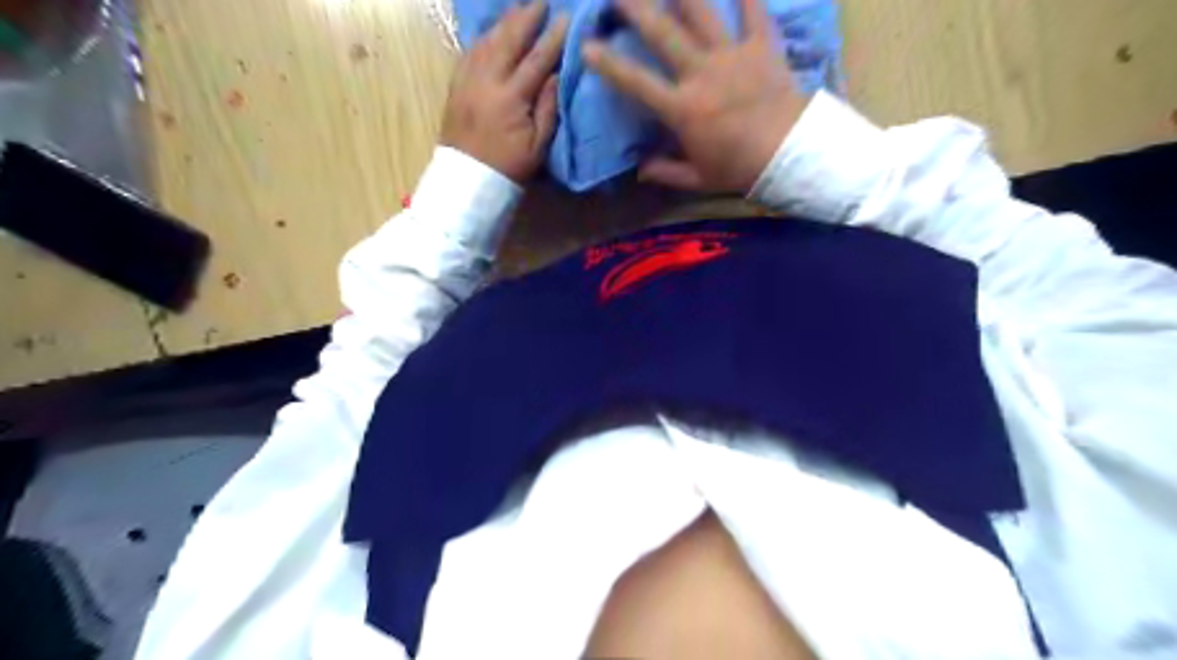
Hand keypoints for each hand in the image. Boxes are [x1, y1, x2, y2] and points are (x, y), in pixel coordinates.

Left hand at [440, 0, 571, 181]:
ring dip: (504, 22)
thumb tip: (556, 75)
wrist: (468, 181)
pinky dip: (484, 37)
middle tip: (541, 1)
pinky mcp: (455, 86)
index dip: (553, 38)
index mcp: (511, 98)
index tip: (566, 19)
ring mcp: (467, 81)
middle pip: (508, 40)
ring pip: (486, 41)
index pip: (536, 60)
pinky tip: (493, 31)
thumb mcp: (538, 145)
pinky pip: (469, 52)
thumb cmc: (509, 166)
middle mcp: (487, 81)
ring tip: (519, 9)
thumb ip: (548, 107)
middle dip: (526, 17)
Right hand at [586, 0, 810, 193]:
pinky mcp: (762, 45)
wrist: (791, 155)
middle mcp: (701, 74)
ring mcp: (732, 55)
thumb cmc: (740, 169)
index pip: (636, 82)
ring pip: (701, 11)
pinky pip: (754, 9)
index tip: (587, 46)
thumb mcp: (698, 179)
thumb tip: (639, 169)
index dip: (609, 64)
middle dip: (636, 6)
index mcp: (682, 109)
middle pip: (662, 32)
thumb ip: (666, 172)